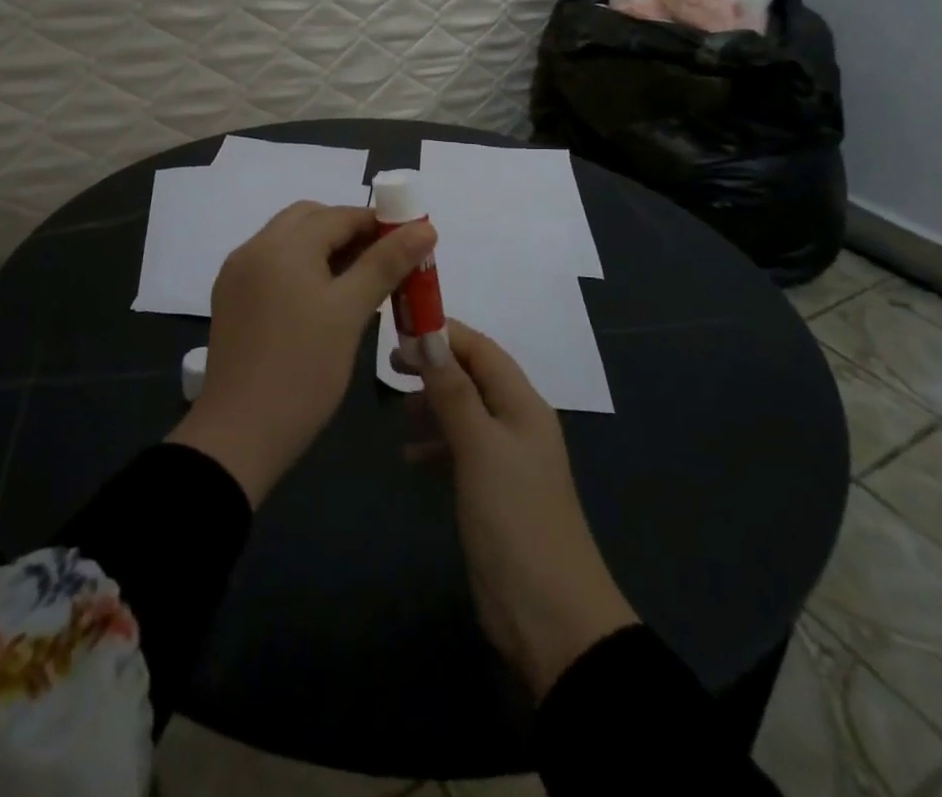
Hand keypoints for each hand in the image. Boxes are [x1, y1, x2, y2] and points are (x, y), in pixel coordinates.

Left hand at [167, 201, 435, 506]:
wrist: (238, 435)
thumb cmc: (303, 370)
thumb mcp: (350, 313)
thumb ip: (386, 264)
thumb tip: (424, 226)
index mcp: (282, 245)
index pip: (338, 215)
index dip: (378, 223)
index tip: (411, 242)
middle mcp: (255, 248)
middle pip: (309, 219)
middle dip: (349, 230)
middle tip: (385, 260)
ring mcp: (238, 273)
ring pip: (289, 241)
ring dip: (325, 247)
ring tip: (361, 279)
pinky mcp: (232, 298)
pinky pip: (274, 265)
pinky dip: (302, 266)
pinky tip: (324, 296)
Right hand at [416, 320, 637, 700]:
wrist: (550, 618)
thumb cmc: (516, 519)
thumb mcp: (480, 448)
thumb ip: (453, 392)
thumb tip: (429, 336)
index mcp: (523, 405)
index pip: (482, 350)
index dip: (444, 332)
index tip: (401, 323)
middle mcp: (517, 423)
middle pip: (473, 377)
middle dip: (436, 365)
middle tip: (392, 363)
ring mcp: (506, 460)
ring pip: (465, 412)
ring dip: (433, 403)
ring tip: (397, 407)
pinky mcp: (493, 493)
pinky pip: (460, 450)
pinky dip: (435, 444)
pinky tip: (409, 457)